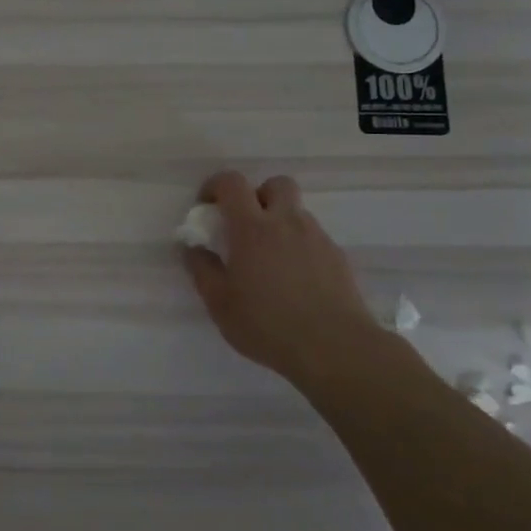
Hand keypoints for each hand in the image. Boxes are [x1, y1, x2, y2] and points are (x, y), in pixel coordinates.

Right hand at [181, 171, 377, 378]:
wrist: (335, 347)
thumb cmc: (267, 324)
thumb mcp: (220, 303)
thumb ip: (202, 270)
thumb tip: (192, 248)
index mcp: (252, 228)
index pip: (232, 183)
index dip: (215, 186)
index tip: (207, 207)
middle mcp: (287, 222)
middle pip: (276, 184)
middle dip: (258, 195)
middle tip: (245, 225)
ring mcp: (317, 238)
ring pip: (297, 212)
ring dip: (280, 223)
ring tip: (269, 261)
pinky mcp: (338, 257)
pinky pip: (313, 238)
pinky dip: (299, 247)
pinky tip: (294, 280)